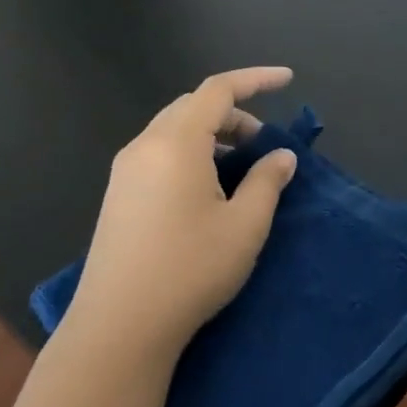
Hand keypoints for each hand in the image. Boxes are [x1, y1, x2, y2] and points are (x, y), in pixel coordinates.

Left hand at [68, 68, 297, 362]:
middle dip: (234, 112)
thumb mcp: (245, 225)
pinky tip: (208, 188)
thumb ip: (267, 181)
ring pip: (174, 129)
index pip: (218, 90)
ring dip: (212, 134)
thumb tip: (281, 156)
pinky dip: (191, 152)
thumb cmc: (190, 269)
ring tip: (240, 166)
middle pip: (193, 106)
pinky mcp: (118, 195)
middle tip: (264, 142)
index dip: (256, 79)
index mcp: (177, 143)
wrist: (119, 327)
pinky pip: (160, 152)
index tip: (288, 80)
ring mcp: (126, 171)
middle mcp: (145, 147)